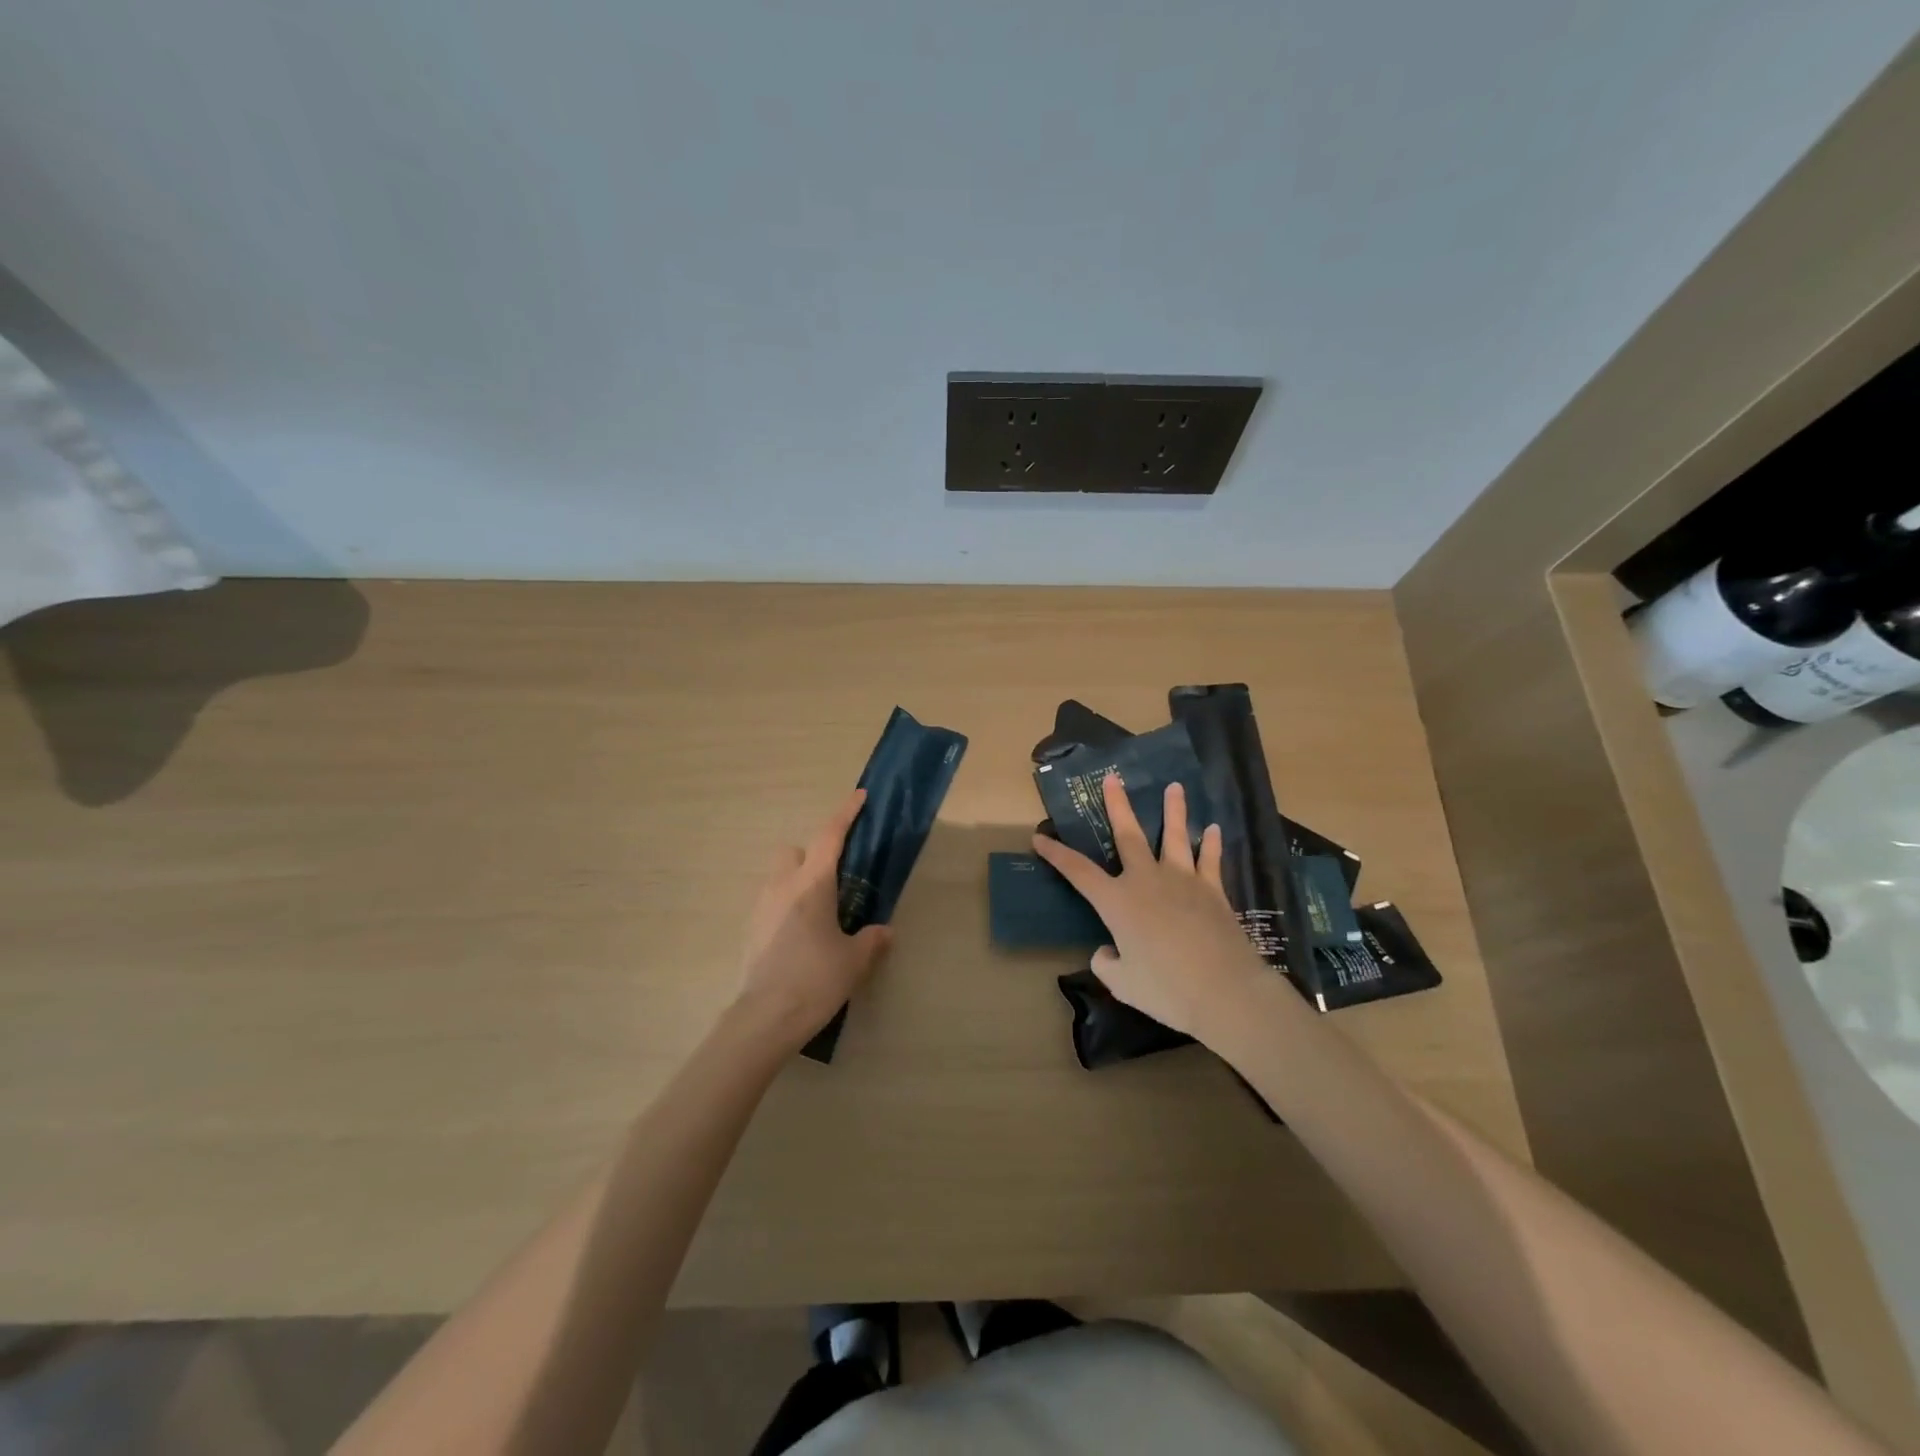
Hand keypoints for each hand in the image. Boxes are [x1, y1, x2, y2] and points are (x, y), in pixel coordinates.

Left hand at [732, 789, 892, 1051]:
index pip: (830, 836)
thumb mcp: (854, 961)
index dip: (845, 813)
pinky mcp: (751, 929)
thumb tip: (884, 931)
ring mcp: (761, 907)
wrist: (765, 1018)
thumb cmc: (815, 979)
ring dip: (797, 880)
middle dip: (812, 853)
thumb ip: (871, 940)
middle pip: (793, 850)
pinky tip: (801, 934)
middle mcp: (782, 886)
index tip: (859, 796)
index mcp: (812, 884)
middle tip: (835, 878)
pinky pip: (771, 902)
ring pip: (779, 876)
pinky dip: (786, 905)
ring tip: (820, 911)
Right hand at [1033, 774, 1265, 1039]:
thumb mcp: (1122, 983)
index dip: (1056, 854)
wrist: (1225, 991)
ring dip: (1174, 810)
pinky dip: (1212, 844)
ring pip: (1175, 836)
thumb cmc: (1166, 989)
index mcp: (1117, 901)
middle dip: (1117, 805)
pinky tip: (1214, 830)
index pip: (1078, 872)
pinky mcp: (1213, 891)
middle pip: (1128, 835)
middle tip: (1113, 778)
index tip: (1039, 837)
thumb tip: (1107, 950)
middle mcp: (1146, 880)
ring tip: (1175, 787)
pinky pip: (1210, 860)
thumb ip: (1107, 962)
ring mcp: (1183, 881)